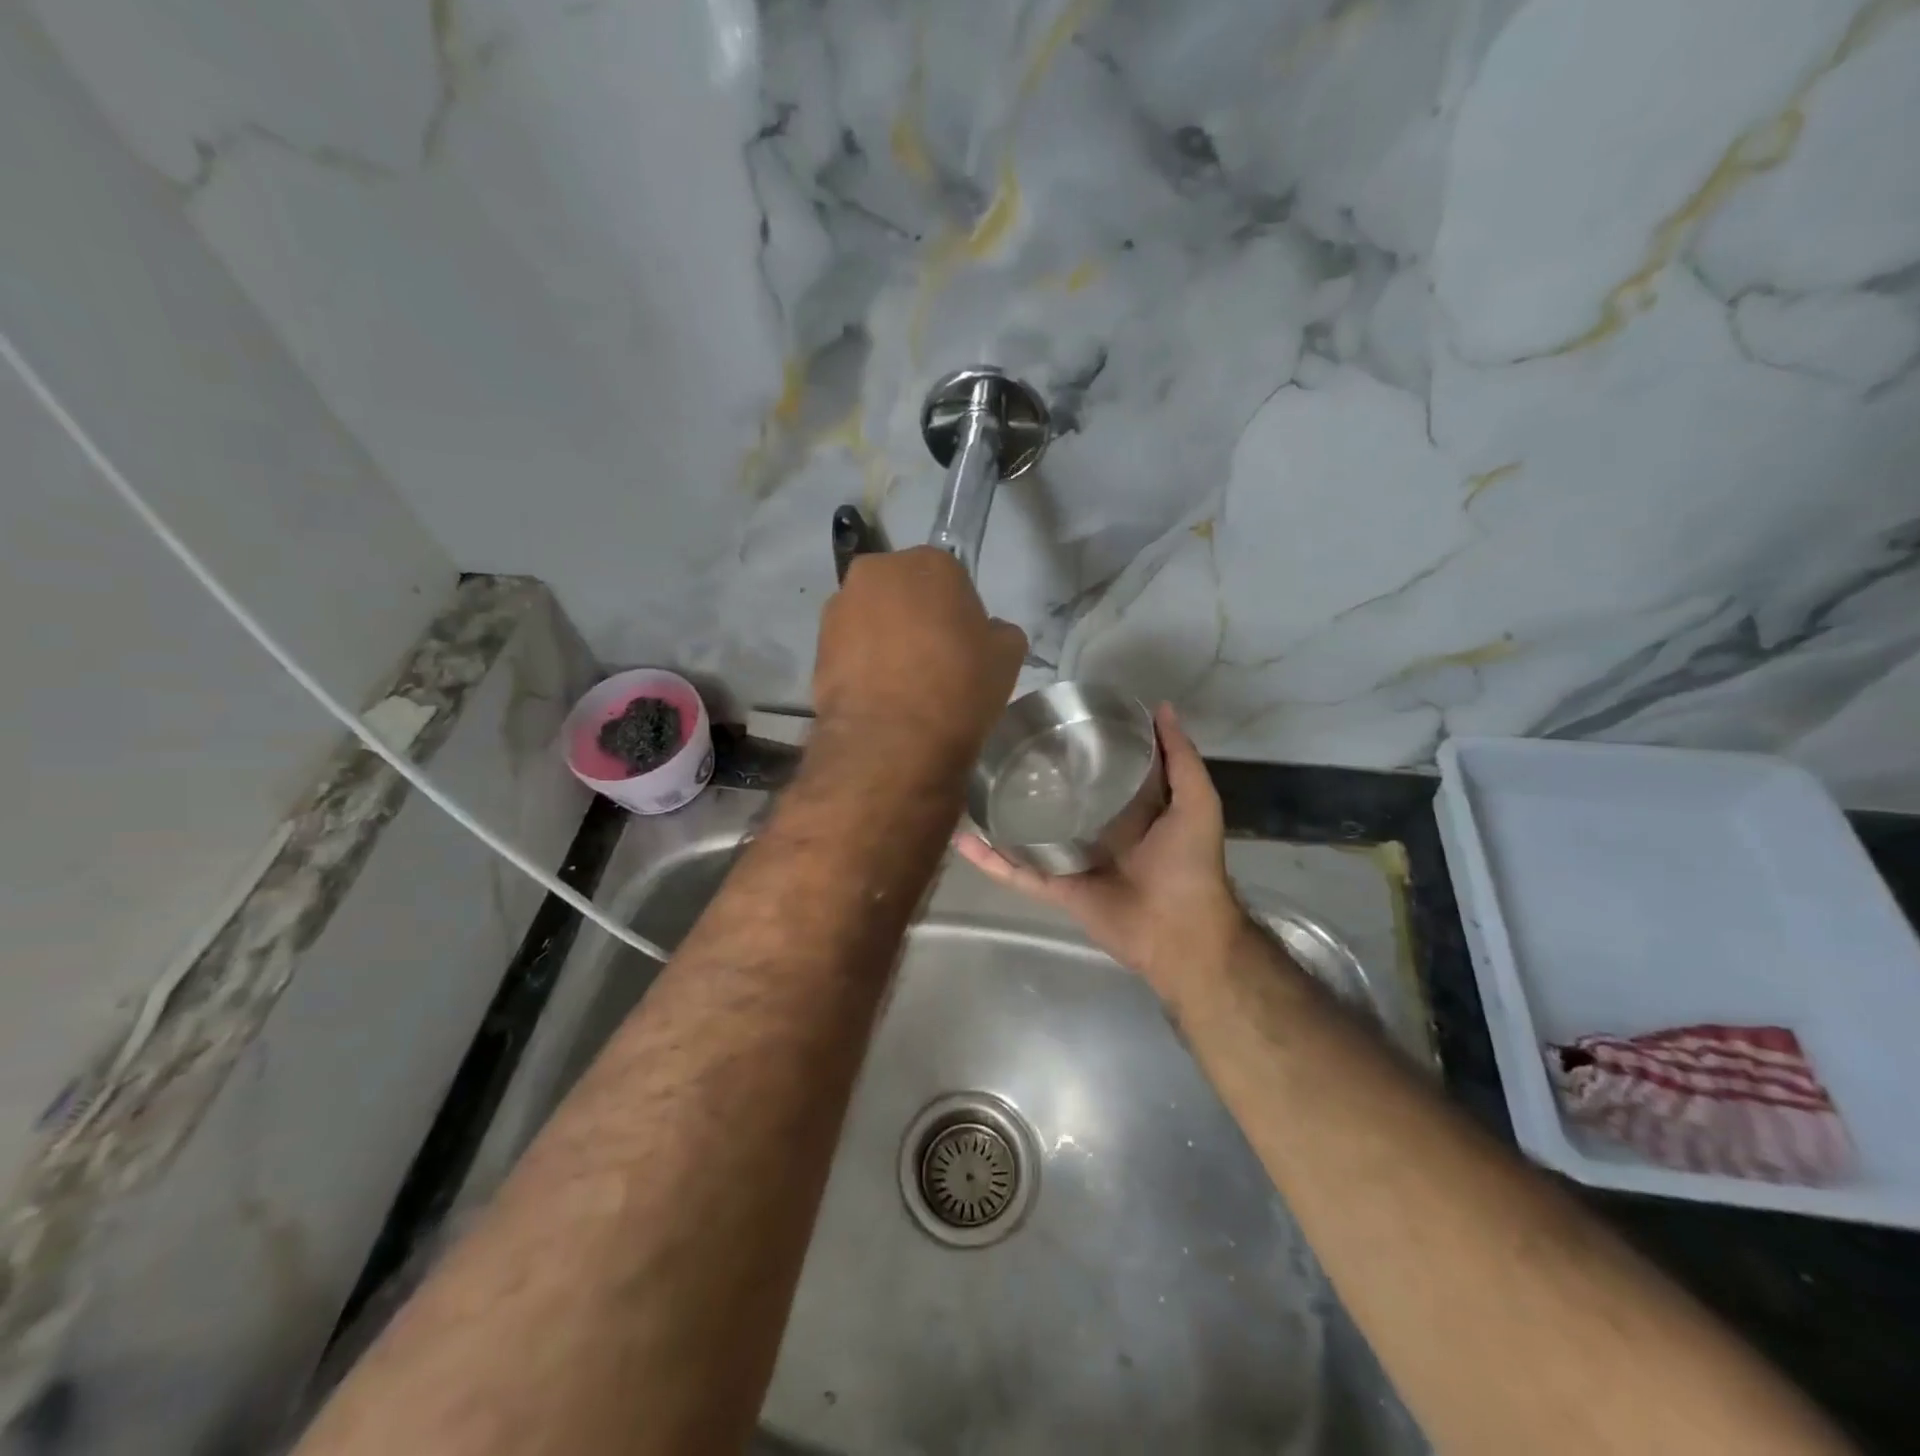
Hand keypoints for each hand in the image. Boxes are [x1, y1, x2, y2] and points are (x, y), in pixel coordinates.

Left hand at [813, 547, 1027, 772]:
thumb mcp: (1007, 657)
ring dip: (884, 638)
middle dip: (915, 616)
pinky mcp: (817, 644)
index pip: (950, 578)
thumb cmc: (959, 687)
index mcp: (930, 562)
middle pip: (904, 590)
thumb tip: (986, 632)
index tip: (963, 644)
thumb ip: (999, 632)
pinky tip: (878, 696)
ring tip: (900, 684)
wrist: (893, 740)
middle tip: (932, 660)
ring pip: (872, 617)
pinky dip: (861, 664)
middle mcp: (879, 571)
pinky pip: (849, 647)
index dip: (958, 613)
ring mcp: (841, 606)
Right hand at [955, 703, 1248, 999]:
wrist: (1181, 931)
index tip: (1057, 723)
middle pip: (1060, 804)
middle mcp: (1098, 835)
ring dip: (1003, 819)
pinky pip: (1019, 873)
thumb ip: (1181, 758)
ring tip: (973, 791)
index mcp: (1130, 813)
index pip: (1100, 775)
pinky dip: (991, 859)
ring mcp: (1074, 863)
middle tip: (1005, 750)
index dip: (1082, 750)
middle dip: (1037, 782)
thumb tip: (1160, 707)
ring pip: (1031, 836)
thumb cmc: (1189, 863)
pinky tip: (964, 839)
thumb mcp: (1196, 801)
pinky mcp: (1057, 889)